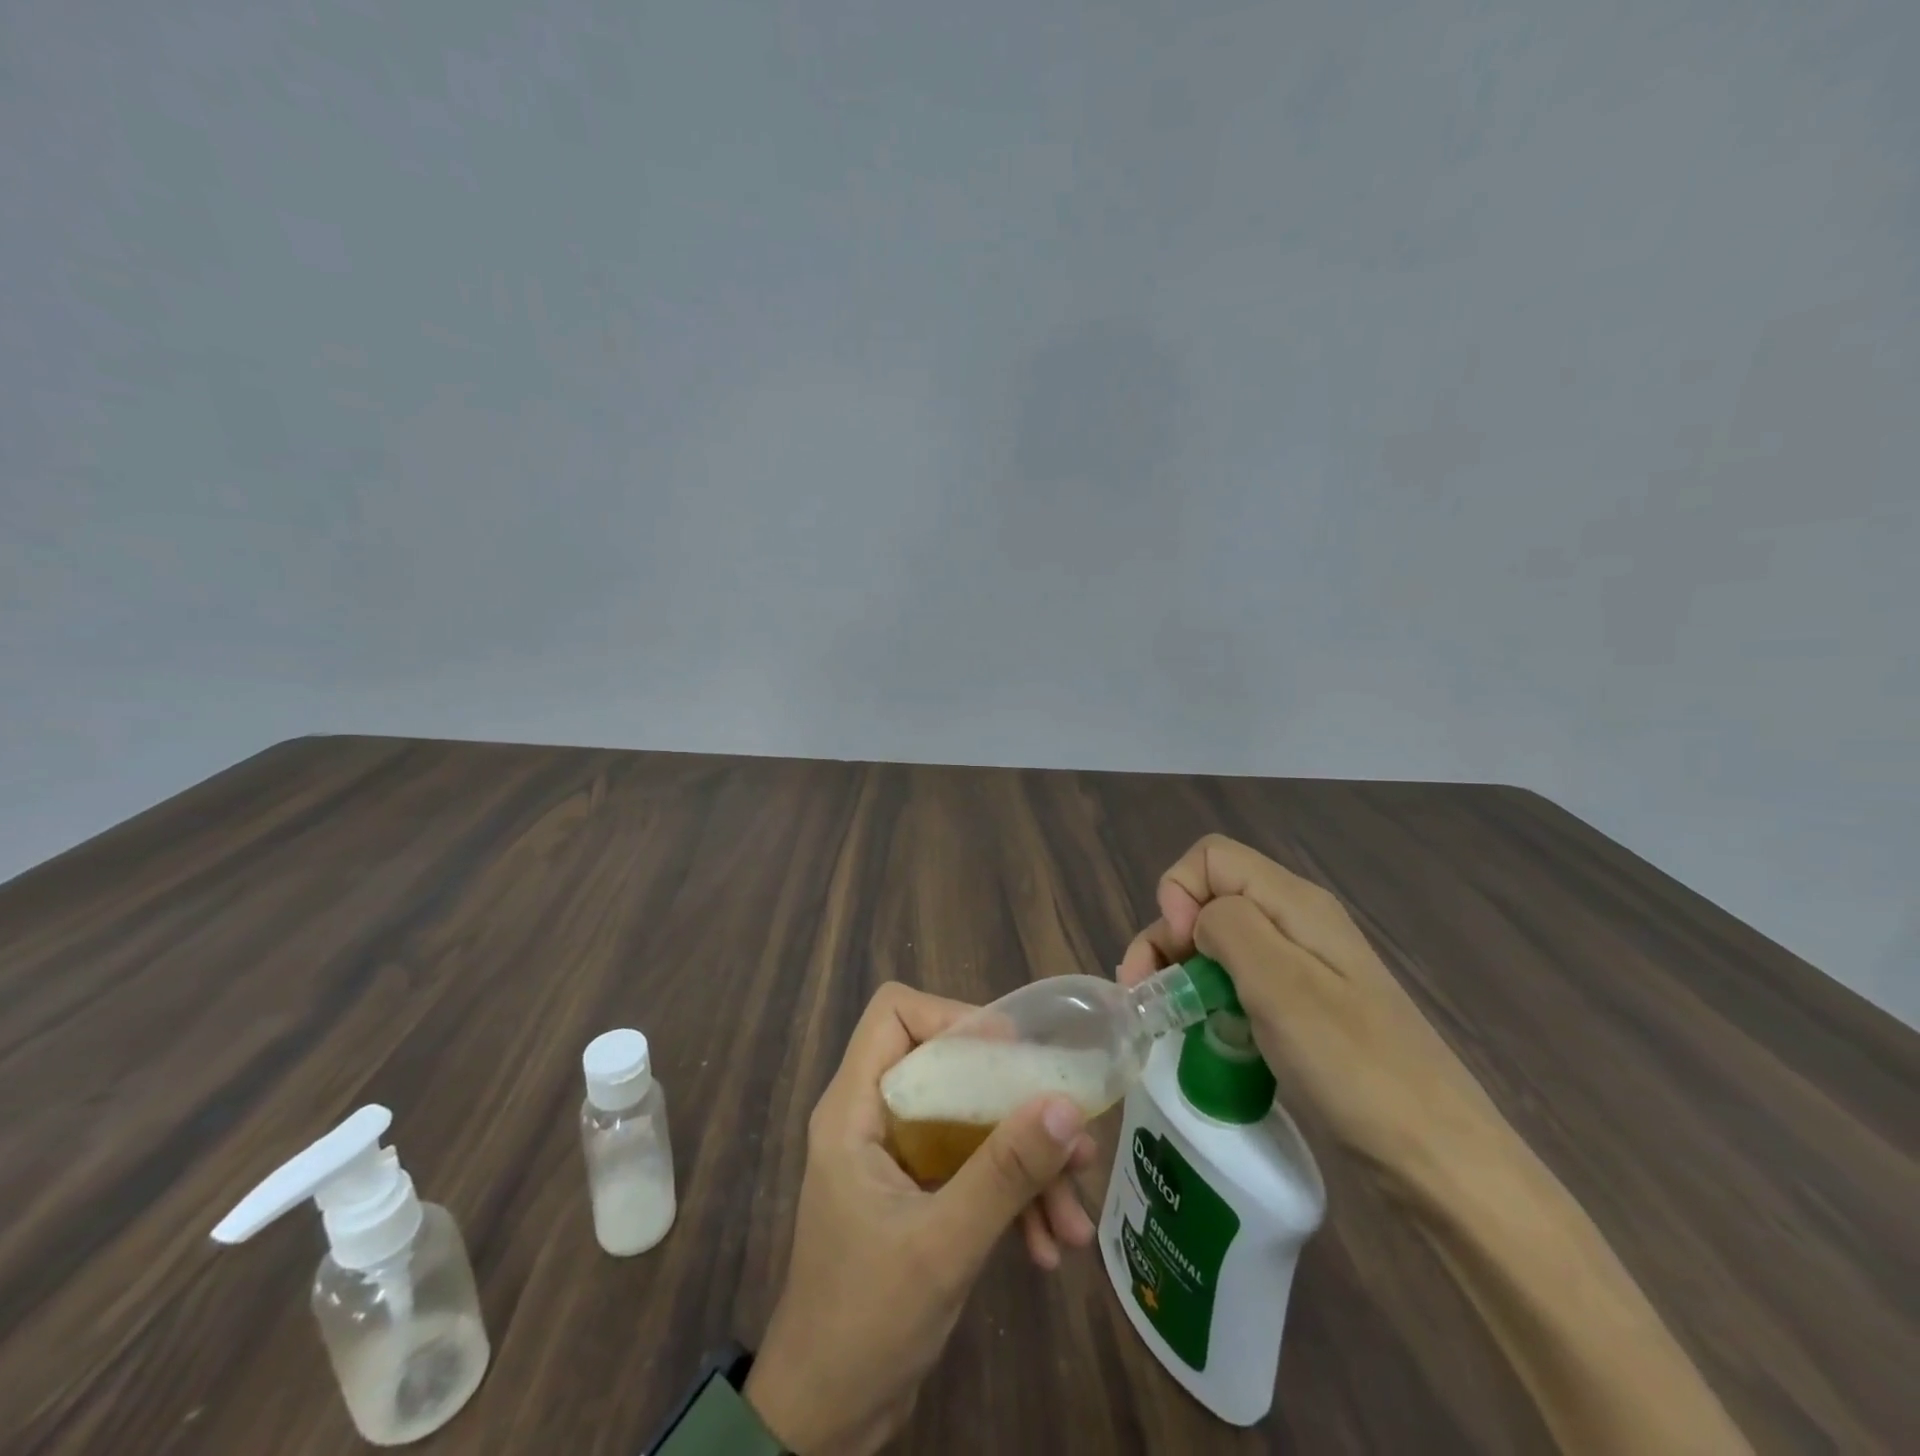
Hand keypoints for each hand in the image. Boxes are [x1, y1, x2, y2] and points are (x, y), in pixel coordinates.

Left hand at [744, 983, 1092, 1454]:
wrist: (825, 1422)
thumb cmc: (865, 1323)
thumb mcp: (943, 1246)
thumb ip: (1003, 1172)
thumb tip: (1066, 1104)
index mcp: (856, 1108)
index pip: (895, 1015)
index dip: (952, 1019)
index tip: (1011, 1054)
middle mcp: (875, 1118)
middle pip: (949, 1068)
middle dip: (1013, 1106)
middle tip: (1070, 1138)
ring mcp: (899, 1157)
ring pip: (971, 1122)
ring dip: (1025, 1163)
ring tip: (1074, 1217)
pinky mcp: (920, 1194)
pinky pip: (974, 1169)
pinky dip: (1013, 1198)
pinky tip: (1050, 1247)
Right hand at [1118, 834, 1515, 1186]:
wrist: (1438, 1158)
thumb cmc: (1354, 1067)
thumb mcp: (1281, 985)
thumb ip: (1228, 926)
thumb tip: (1196, 917)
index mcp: (1294, 903)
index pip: (1210, 858)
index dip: (1179, 893)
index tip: (1180, 952)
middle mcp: (1295, 922)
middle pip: (1209, 899)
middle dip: (1167, 937)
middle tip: (1149, 996)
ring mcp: (1301, 966)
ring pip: (1218, 941)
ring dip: (1182, 970)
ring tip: (1165, 1019)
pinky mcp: (1302, 1006)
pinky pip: (1238, 980)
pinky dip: (1209, 997)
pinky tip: (1204, 1032)